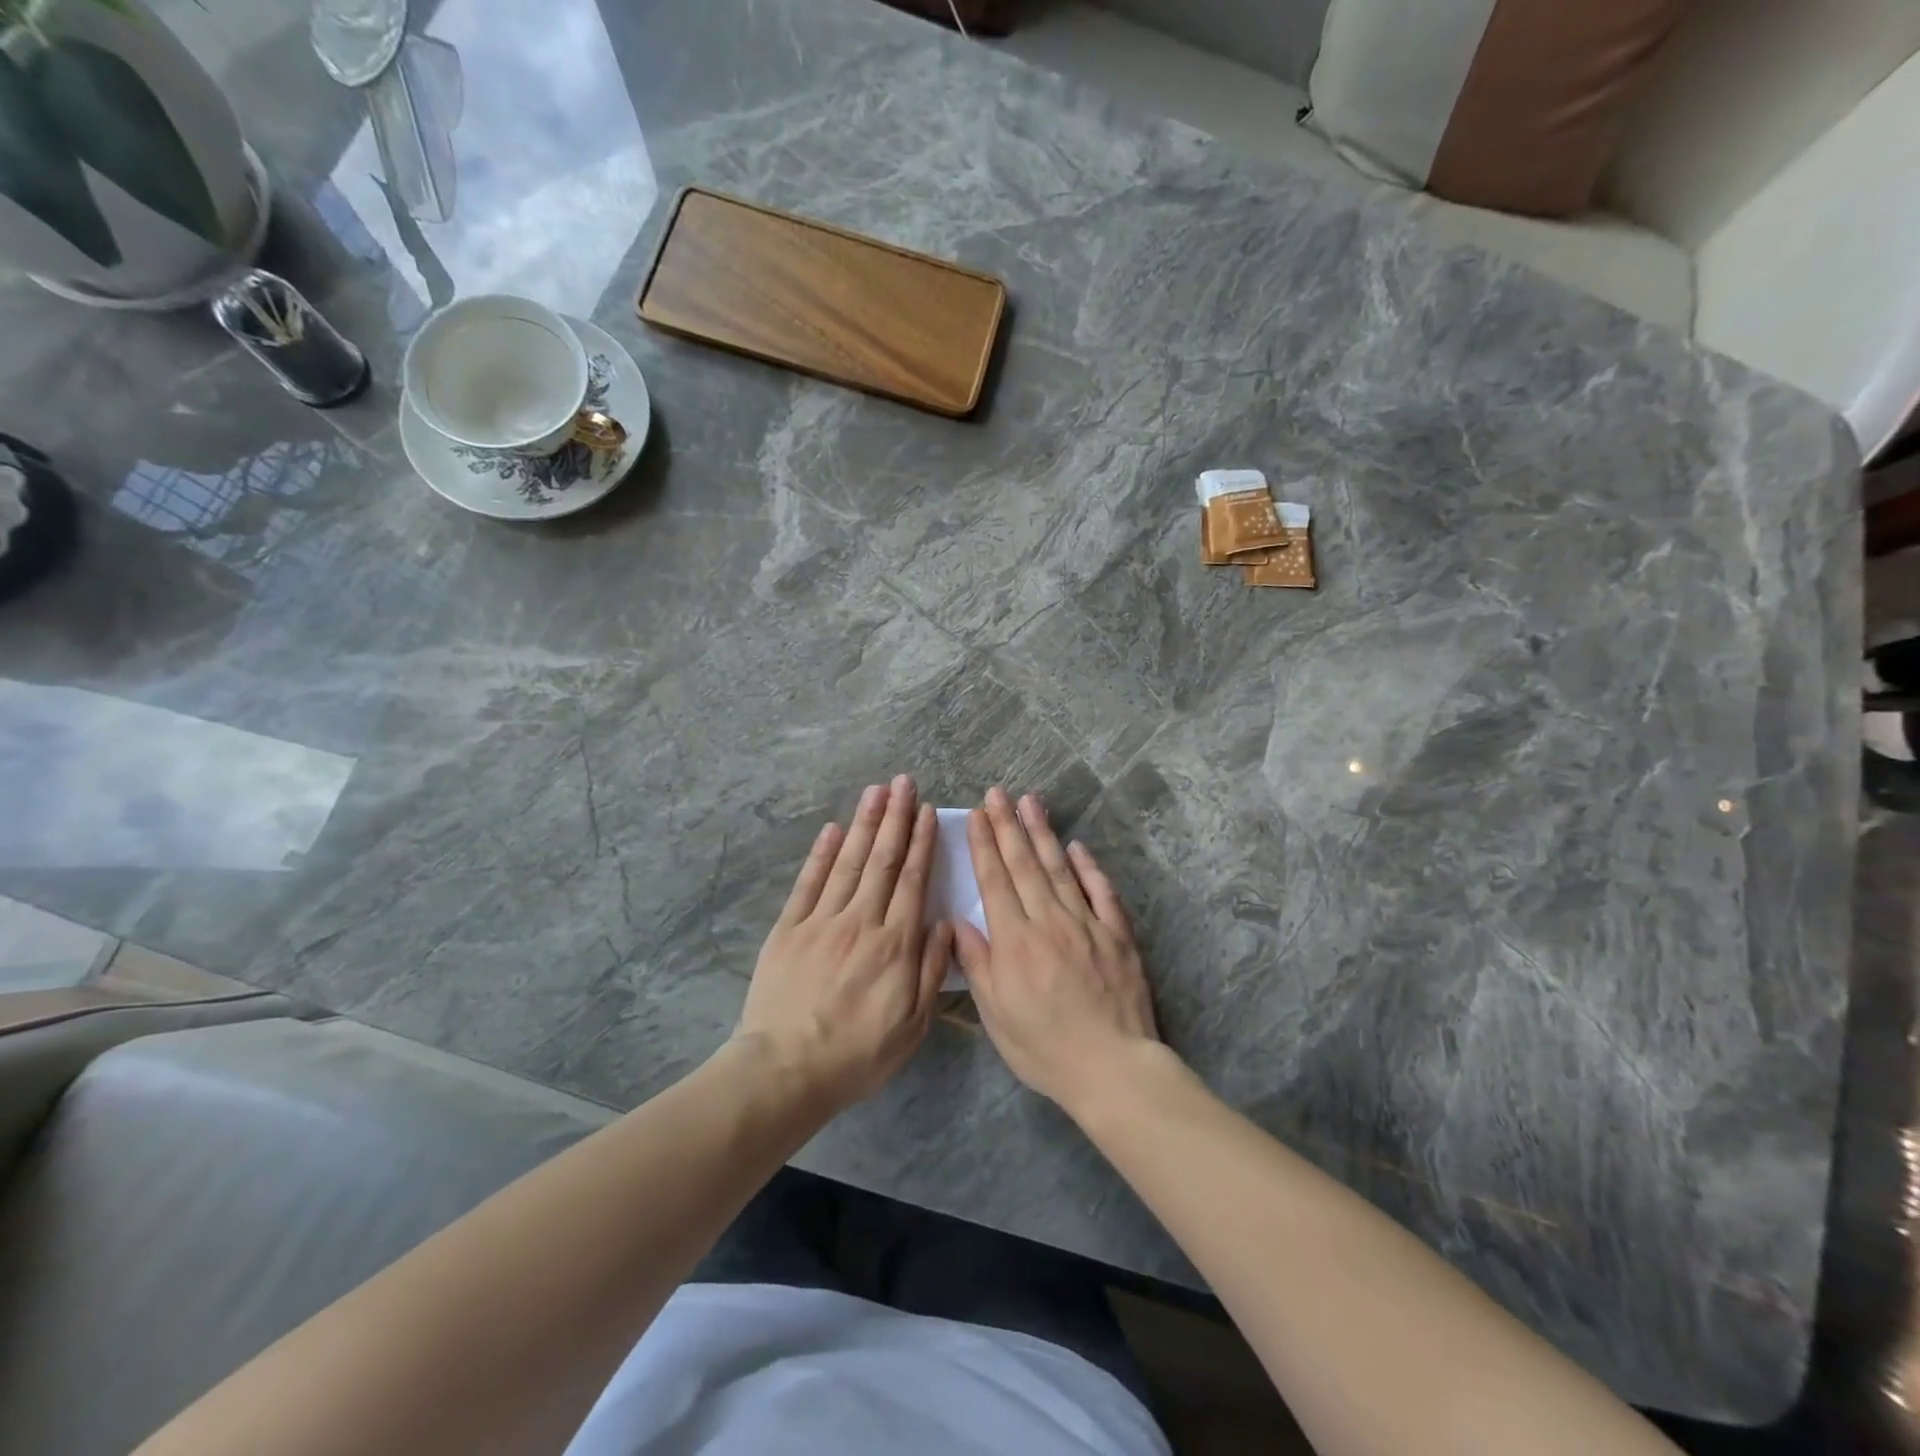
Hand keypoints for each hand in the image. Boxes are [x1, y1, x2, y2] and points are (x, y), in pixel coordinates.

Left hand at [736, 775, 952, 1108]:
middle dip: (895, 818)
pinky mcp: (789, 928)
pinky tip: (833, 828)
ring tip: (876, 791)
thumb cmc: (857, 1053)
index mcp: (895, 944)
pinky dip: (822, 853)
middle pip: (882, 861)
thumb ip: (930, 969)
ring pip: (848, 862)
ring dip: (864, 824)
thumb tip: (944, 923)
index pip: (912, 881)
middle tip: (903, 782)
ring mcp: (821, 921)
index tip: (926, 811)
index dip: (921, 843)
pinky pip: (809, 882)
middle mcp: (861, 921)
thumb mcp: (912, 1024)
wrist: (786, 1070)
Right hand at [953, 786, 1160, 1112]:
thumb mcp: (996, 1014)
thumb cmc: (1044, 1047)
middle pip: (1024, 864)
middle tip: (997, 793)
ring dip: (1043, 833)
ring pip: (1060, 868)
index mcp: (1015, 941)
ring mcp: (1087, 924)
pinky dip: (1089, 867)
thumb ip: (977, 964)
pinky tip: (1077, 846)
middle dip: (1008, 825)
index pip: (995, 881)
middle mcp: (1049, 921)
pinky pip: (1102, 892)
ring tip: (1031, 802)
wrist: (1112, 1067)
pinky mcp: (1117, 934)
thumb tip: (958, 922)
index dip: (984, 845)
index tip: (976, 815)